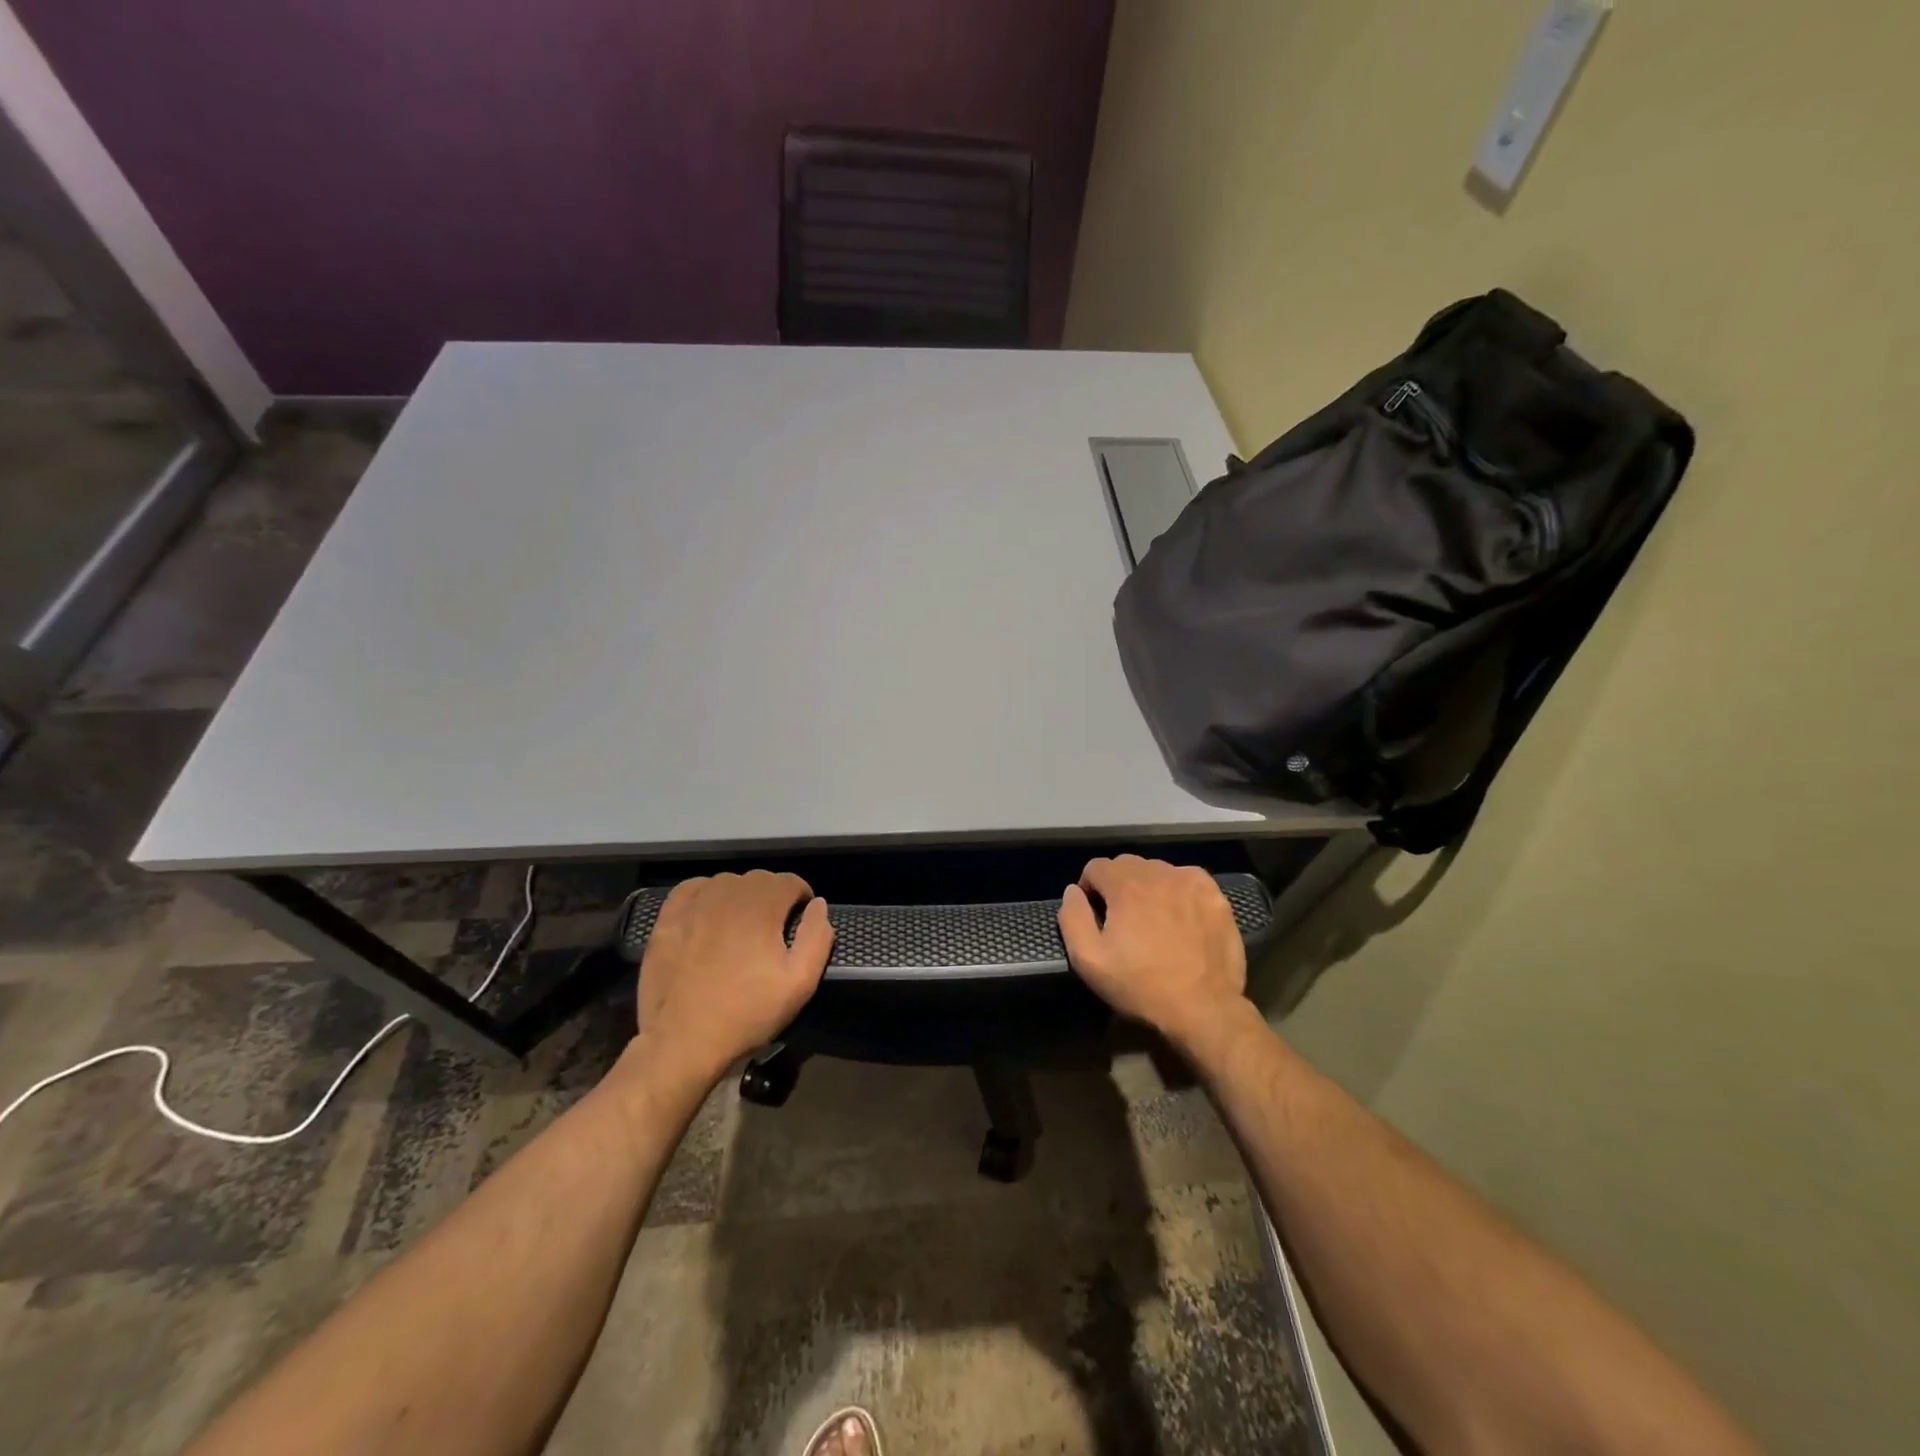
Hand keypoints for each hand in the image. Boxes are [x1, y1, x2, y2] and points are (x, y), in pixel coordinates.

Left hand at [633, 871, 833, 1086]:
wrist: (682, 1043)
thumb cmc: (747, 1014)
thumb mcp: (799, 983)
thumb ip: (816, 937)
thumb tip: (818, 904)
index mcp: (762, 907)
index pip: (789, 881)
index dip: (801, 897)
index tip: (800, 920)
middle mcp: (727, 895)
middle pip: (759, 879)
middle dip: (773, 896)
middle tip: (774, 928)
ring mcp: (693, 906)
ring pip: (726, 882)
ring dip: (741, 895)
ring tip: (742, 924)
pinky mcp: (667, 920)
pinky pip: (691, 889)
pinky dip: (705, 894)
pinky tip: (708, 914)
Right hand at [1057, 855, 1247, 1056]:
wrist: (1203, 1009)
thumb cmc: (1140, 986)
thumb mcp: (1088, 960)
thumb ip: (1072, 917)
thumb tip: (1073, 891)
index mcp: (1125, 885)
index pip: (1096, 866)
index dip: (1089, 889)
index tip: (1095, 916)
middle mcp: (1158, 873)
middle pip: (1127, 865)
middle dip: (1117, 885)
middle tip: (1122, 920)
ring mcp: (1191, 882)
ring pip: (1158, 871)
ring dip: (1148, 887)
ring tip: (1152, 919)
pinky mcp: (1215, 896)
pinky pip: (1188, 880)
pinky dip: (1178, 891)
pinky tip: (1181, 916)